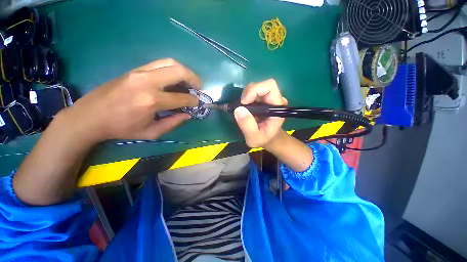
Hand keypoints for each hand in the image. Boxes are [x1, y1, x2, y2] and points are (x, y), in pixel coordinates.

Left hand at [59, 58, 201, 142]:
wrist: (90, 116)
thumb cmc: (121, 128)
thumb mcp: (151, 132)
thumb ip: (173, 123)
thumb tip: (188, 114)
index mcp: (152, 101)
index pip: (182, 97)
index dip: (194, 101)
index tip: (198, 103)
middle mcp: (148, 82)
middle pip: (180, 71)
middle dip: (195, 79)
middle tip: (198, 88)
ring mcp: (140, 72)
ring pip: (171, 62)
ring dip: (185, 71)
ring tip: (189, 81)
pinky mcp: (135, 69)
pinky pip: (160, 64)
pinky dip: (173, 69)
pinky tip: (175, 79)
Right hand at [234, 79, 287, 148]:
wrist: (268, 138)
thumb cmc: (264, 139)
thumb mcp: (254, 138)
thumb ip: (248, 126)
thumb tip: (238, 110)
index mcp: (277, 107)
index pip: (269, 86)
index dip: (255, 90)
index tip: (244, 103)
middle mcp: (275, 99)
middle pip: (261, 85)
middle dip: (248, 93)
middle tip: (242, 107)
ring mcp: (269, 98)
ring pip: (255, 87)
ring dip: (246, 96)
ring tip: (244, 110)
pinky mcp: (262, 99)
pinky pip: (252, 92)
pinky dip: (245, 98)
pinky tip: (246, 109)